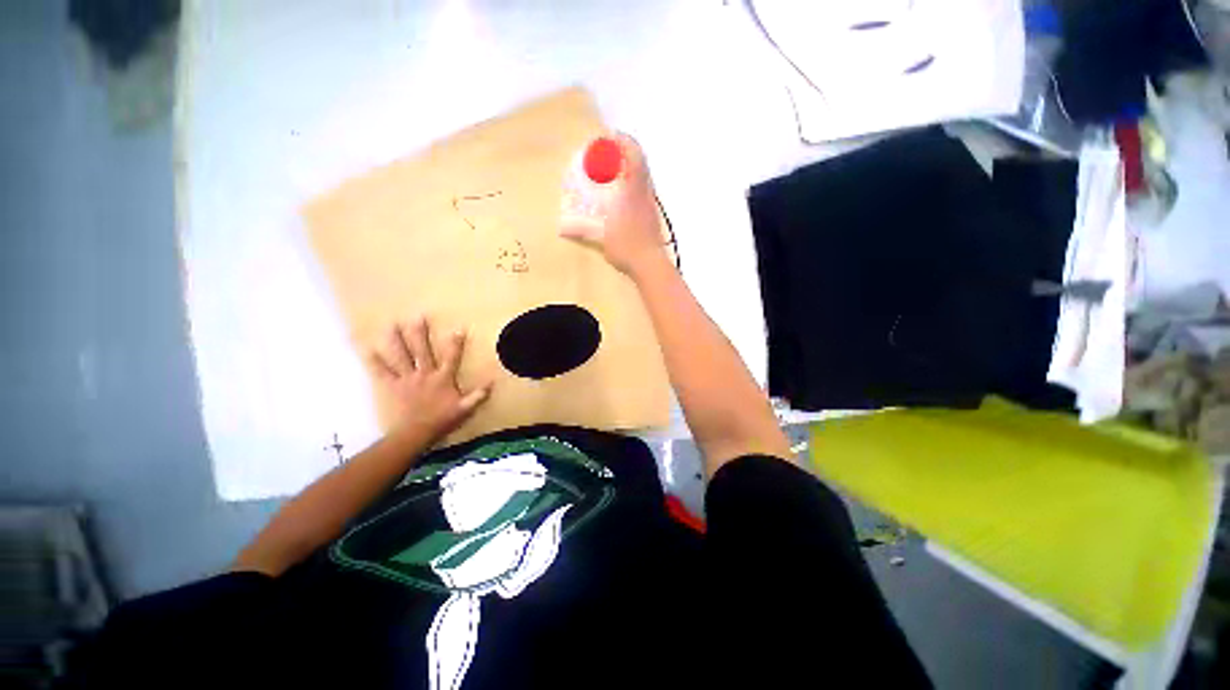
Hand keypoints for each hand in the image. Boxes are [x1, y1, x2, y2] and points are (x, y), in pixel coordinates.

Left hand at [371, 317, 491, 444]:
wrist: (416, 433)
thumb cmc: (442, 419)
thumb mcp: (465, 409)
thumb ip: (478, 395)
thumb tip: (492, 382)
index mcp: (443, 377)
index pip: (452, 357)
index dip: (456, 343)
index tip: (458, 328)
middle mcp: (424, 373)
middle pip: (422, 350)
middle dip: (420, 333)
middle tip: (417, 316)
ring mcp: (407, 379)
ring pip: (401, 356)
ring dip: (396, 341)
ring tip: (391, 325)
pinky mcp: (393, 386)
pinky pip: (382, 372)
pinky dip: (374, 362)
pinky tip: (367, 349)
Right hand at [560, 133, 666, 276]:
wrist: (650, 263)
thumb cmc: (626, 246)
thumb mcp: (602, 238)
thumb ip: (582, 231)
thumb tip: (561, 229)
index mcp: (633, 191)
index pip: (634, 156)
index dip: (623, 142)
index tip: (609, 137)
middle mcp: (644, 192)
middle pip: (641, 162)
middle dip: (625, 152)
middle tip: (608, 153)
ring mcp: (650, 203)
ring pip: (643, 176)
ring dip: (630, 168)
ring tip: (613, 171)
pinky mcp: (652, 214)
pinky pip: (643, 189)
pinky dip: (633, 183)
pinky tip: (621, 194)